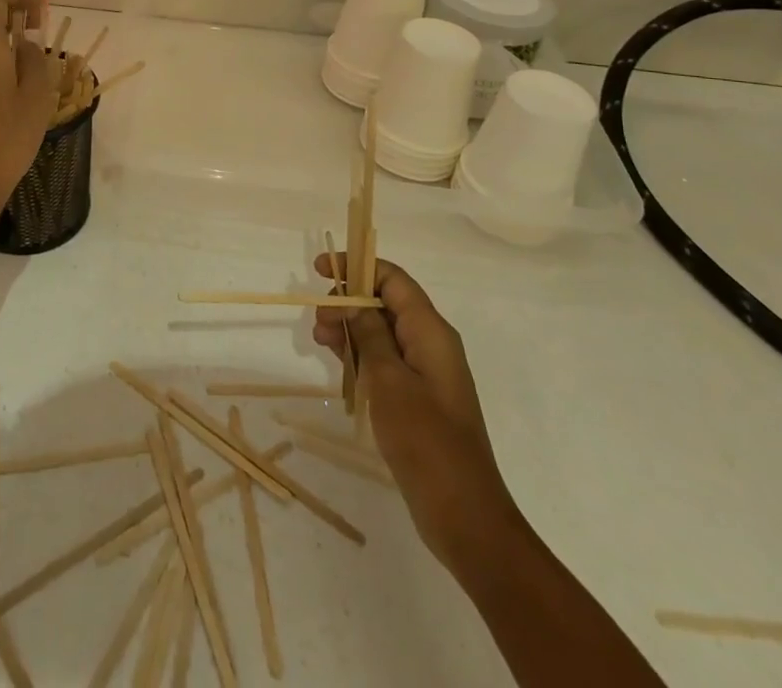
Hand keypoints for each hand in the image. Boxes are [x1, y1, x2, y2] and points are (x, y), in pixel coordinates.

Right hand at [314, 254, 522, 571]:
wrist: (464, 515)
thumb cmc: (426, 440)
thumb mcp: (388, 380)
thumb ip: (368, 333)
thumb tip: (352, 301)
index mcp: (430, 331)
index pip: (393, 278)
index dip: (358, 266)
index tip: (322, 269)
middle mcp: (430, 343)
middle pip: (385, 302)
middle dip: (348, 301)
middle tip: (318, 319)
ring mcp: (425, 372)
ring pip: (381, 331)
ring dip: (349, 328)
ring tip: (319, 339)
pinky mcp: (417, 397)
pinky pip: (384, 360)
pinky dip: (359, 354)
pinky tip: (337, 360)